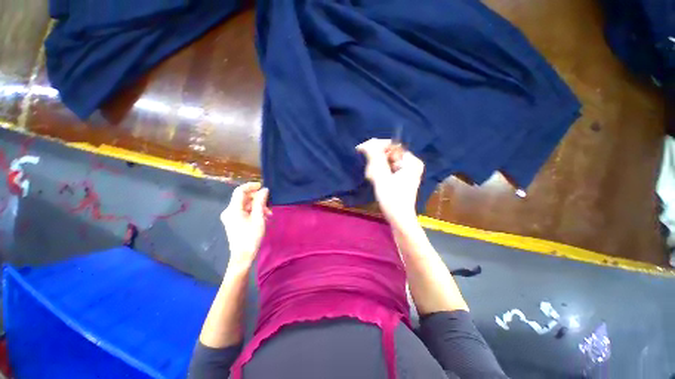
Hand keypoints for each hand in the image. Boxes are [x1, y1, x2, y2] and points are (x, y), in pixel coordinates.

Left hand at [220, 182, 270, 268]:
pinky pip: (244, 211)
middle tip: (269, 204)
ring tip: (269, 213)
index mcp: (233, 209)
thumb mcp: (258, 218)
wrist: (243, 255)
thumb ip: (260, 202)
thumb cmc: (251, 236)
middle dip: (257, 199)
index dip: (251, 186)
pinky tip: (263, 217)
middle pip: (243, 198)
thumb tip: (264, 190)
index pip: (240, 191)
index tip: (263, 186)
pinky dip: (254, 211)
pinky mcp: (233, 221)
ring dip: (257, 206)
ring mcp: (230, 216)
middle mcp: (229, 211)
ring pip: (245, 205)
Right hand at [356, 138, 423, 227]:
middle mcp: (411, 163)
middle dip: (376, 161)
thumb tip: (368, 143)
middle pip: (388, 154)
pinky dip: (380, 173)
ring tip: (371, 178)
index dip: (375, 146)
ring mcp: (406, 171)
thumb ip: (375, 158)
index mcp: (411, 161)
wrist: (399, 219)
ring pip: (386, 162)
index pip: (391, 145)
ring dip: (376, 168)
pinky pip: (388, 169)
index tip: (361, 149)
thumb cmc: (392, 199)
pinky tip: (375, 179)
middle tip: (369, 172)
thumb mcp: (382, 177)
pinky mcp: (401, 178)